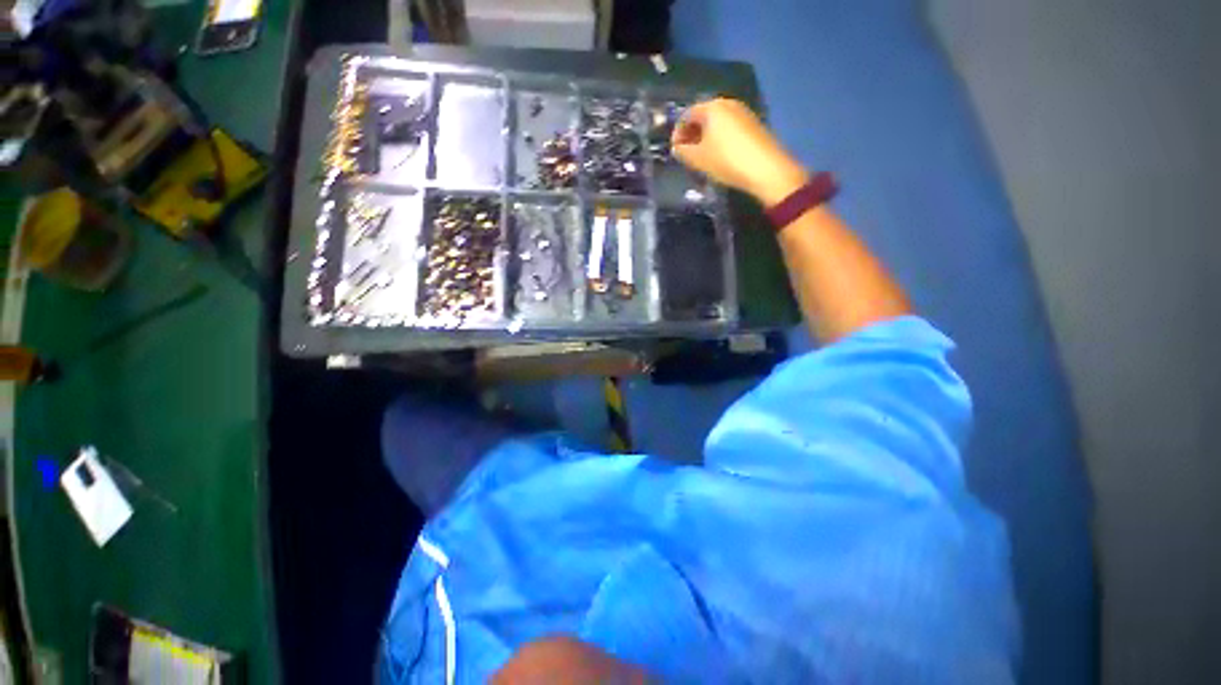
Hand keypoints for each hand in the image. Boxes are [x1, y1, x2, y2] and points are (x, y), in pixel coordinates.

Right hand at [672, 98, 808, 205]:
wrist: (765, 169)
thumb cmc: (726, 160)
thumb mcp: (698, 159)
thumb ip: (683, 151)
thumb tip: (677, 147)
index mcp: (712, 107)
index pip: (686, 114)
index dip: (677, 132)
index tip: (674, 150)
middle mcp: (727, 104)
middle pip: (703, 116)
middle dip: (691, 134)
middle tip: (686, 153)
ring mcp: (743, 113)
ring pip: (716, 123)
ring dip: (705, 137)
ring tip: (701, 157)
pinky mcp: (753, 125)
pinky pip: (729, 128)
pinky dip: (719, 139)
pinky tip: (718, 155)